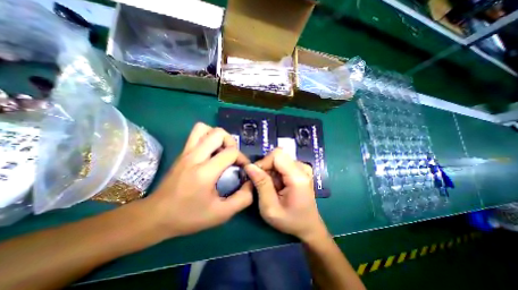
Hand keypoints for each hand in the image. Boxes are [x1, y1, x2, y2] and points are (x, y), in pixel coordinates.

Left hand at [146, 123, 252, 237]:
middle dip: (231, 142)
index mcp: (205, 172)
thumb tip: (251, 183)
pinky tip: (211, 152)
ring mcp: (186, 152)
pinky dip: (208, 137)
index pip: (231, 152)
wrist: (155, 216)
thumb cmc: (188, 216)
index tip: (243, 168)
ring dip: (218, 136)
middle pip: (218, 133)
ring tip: (221, 151)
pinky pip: (196, 134)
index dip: (242, 158)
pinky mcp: (182, 153)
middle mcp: (195, 156)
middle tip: (232, 157)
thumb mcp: (221, 214)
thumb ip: (242, 199)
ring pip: (204, 128)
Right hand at [244, 149, 326, 242]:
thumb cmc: (290, 221)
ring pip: (279, 159)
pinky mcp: (301, 169)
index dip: (263, 162)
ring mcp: (303, 167)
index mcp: (298, 176)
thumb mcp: (270, 208)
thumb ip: (261, 184)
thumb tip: (249, 166)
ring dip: (270, 171)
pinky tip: (277, 184)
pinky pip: (283, 163)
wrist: (308, 226)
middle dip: (266, 167)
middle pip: (278, 155)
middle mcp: (303, 167)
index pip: (277, 155)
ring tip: (271, 187)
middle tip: (262, 184)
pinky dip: (275, 172)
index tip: (256, 176)